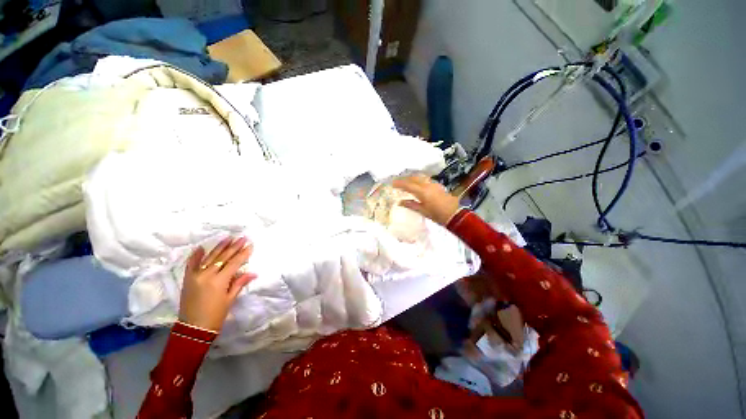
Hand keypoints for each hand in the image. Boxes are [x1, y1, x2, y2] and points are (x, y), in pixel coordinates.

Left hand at [179, 237, 256, 331]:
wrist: (193, 329)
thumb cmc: (216, 315)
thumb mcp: (230, 299)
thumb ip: (239, 283)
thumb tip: (253, 273)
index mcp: (219, 281)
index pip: (234, 263)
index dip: (243, 254)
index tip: (250, 245)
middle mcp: (207, 275)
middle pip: (223, 257)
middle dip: (234, 247)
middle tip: (242, 238)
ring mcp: (195, 276)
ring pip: (209, 258)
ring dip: (219, 247)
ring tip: (228, 238)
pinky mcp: (187, 279)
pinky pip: (191, 264)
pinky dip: (196, 256)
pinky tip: (201, 248)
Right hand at [392, 175, 459, 225]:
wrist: (455, 214)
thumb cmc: (437, 215)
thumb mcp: (423, 211)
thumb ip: (411, 205)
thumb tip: (400, 202)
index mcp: (422, 192)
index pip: (408, 185)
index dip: (400, 183)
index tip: (392, 183)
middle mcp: (427, 185)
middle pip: (414, 178)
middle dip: (405, 179)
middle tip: (398, 182)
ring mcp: (433, 184)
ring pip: (420, 178)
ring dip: (412, 178)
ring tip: (406, 182)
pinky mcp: (438, 186)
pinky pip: (425, 180)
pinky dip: (419, 180)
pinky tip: (417, 184)